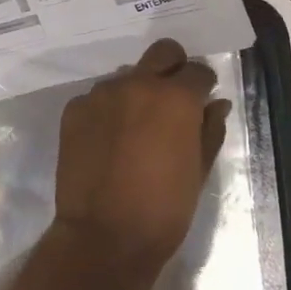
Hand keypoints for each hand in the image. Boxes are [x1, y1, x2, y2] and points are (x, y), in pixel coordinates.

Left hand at [50, 39, 230, 289]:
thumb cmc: (164, 210)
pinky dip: (108, 111)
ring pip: (126, 76)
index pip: (197, 71)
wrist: (103, 236)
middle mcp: (136, 84)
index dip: (203, 85)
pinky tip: (108, 141)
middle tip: (172, 100)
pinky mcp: (74, 108)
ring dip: (136, 92)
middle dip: (172, 68)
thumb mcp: (199, 172)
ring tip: (136, 129)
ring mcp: (101, 93)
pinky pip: (98, 97)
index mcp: (174, 98)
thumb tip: (215, 104)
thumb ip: (209, 130)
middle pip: (161, 53)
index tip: (202, 101)